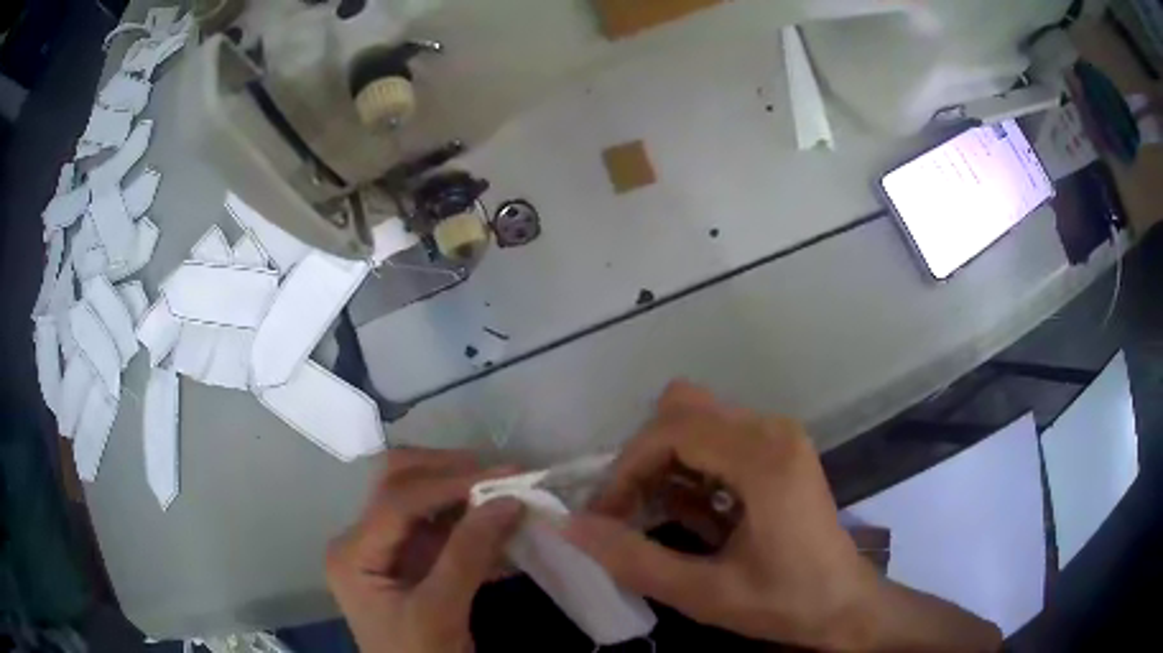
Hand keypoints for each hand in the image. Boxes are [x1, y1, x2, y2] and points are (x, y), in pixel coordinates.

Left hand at [326, 449, 523, 652]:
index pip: (398, 500)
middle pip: (400, 483)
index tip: (505, 479)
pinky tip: (503, 527)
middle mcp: (363, 539)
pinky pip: (441, 529)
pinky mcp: (411, 561)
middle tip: (502, 476)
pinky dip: (472, 523)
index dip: (450, 483)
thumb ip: (468, 555)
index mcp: (353, 552)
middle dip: (451, 472)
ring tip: (509, 493)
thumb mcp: (440, 613)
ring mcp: (386, 548)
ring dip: (465, 494)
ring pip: (423, 500)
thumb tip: (508, 501)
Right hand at [564, 382, 1001, 651]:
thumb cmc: (785, 603)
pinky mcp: (779, 449)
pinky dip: (690, 469)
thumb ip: (634, 559)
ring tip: (654, 516)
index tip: (604, 517)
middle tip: (628, 511)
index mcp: (763, 459)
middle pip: (681, 410)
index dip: (626, 469)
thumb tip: (569, 528)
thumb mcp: (704, 594)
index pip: (671, 430)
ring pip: (696, 419)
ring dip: (664, 464)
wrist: (845, 605)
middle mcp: (772, 430)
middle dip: (643, 460)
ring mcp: (779, 436)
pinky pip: (717, 438)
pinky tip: (692, 513)